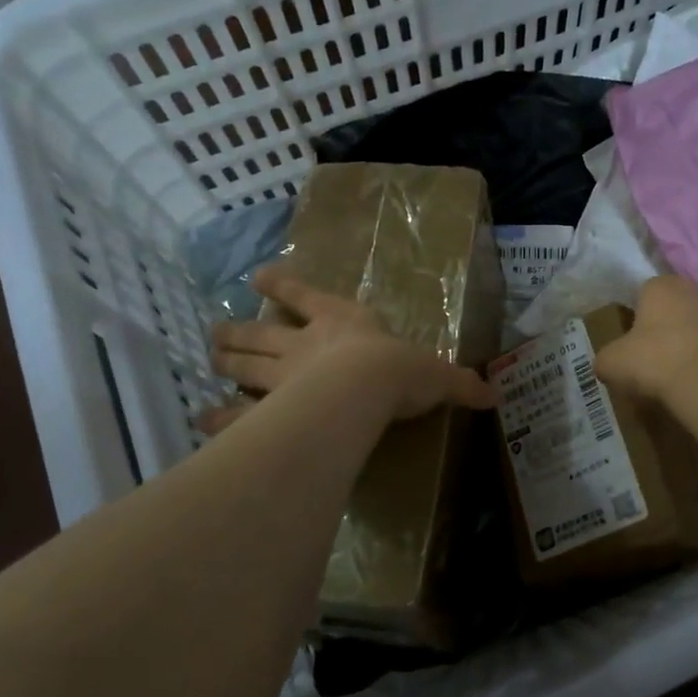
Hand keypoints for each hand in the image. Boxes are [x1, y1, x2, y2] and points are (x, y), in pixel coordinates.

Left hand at [200, 266, 494, 434]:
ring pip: (244, 364)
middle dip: (241, 330)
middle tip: (218, 329)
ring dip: (226, 360)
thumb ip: (459, 384)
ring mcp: (281, 376)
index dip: (283, 286)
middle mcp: (304, 344)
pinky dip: (219, 417)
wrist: (363, 390)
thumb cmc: (398, 371)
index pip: (306, 296)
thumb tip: (495, 395)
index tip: (257, 276)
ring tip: (210, 355)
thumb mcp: (436, 376)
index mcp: (342, 323)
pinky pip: (238, 413)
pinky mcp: (269, 411)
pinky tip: (202, 420)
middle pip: (263, 333)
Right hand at [596, 274, 697, 405]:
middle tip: (657, 364)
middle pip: (676, 309)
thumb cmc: (659, 362)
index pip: (643, 295)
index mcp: (662, 286)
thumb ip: (605, 360)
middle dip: (667, 331)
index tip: (634, 348)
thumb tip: (606, 365)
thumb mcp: (614, 364)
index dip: (637, 321)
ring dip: (695, 346)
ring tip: (685, 379)